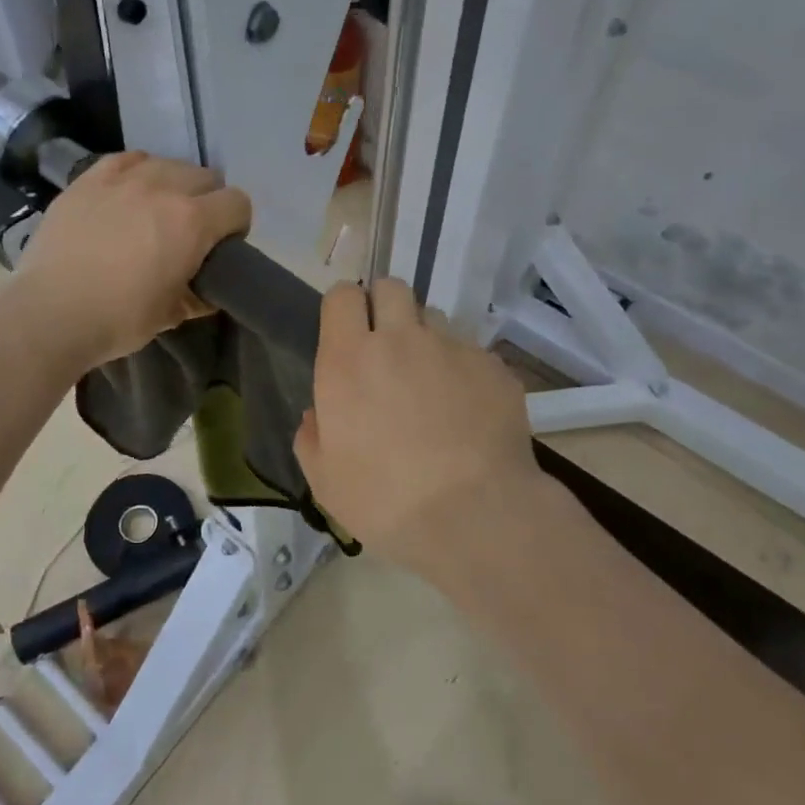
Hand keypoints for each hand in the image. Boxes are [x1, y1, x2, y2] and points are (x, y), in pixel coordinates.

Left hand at [12, 152, 250, 372]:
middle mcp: (164, 187)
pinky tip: (128, 193)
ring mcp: (123, 178)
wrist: (51, 313)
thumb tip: (207, 291)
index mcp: (193, 221)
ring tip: (156, 210)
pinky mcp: (89, 178)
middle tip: (190, 231)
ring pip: (167, 164)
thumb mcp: (171, 314)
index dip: (236, 224)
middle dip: (208, 201)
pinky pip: (127, 160)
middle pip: (206, 176)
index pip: (238, 203)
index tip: (223, 245)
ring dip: (173, 184)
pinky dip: (137, 172)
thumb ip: (198, 295)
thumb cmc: (119, 319)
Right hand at [294, 279, 542, 571]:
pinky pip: (472, 352)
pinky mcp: (492, 366)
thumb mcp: (325, 481)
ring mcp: (451, 348)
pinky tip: (469, 411)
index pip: (342, 295)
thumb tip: (317, 414)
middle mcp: (399, 339)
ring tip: (433, 384)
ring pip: (434, 318)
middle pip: (391, 288)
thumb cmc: (386, 501)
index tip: (348, 333)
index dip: (345, 308)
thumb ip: (312, 437)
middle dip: (386, 307)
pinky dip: (465, 371)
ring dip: (426, 339)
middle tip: (388, 349)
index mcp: (348, 360)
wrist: (475, 516)